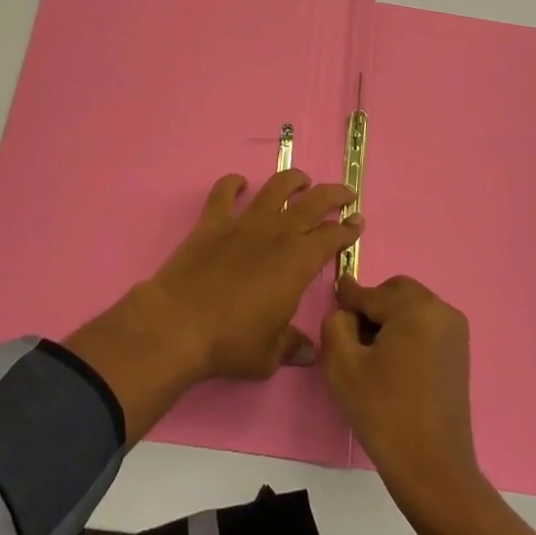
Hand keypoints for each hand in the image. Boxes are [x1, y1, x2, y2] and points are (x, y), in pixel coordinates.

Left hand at [152, 169, 361, 378]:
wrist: (178, 325)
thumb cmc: (230, 343)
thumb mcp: (269, 355)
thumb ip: (291, 346)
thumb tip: (309, 352)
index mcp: (298, 262)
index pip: (332, 237)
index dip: (348, 229)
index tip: (358, 223)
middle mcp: (276, 233)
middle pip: (313, 202)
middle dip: (334, 195)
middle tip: (346, 194)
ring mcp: (243, 222)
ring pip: (275, 188)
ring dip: (293, 180)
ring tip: (302, 179)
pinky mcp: (212, 221)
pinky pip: (224, 192)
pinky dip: (233, 183)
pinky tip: (239, 183)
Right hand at [321, 275, 480, 508]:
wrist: (433, 469)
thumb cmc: (385, 413)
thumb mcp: (343, 366)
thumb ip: (336, 324)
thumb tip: (346, 312)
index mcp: (416, 307)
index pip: (370, 293)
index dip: (348, 299)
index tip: (334, 300)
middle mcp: (441, 309)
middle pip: (395, 292)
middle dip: (372, 307)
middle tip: (354, 339)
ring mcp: (455, 330)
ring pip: (411, 307)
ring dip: (390, 319)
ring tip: (374, 356)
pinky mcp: (460, 351)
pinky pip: (426, 325)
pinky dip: (407, 332)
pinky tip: (394, 365)